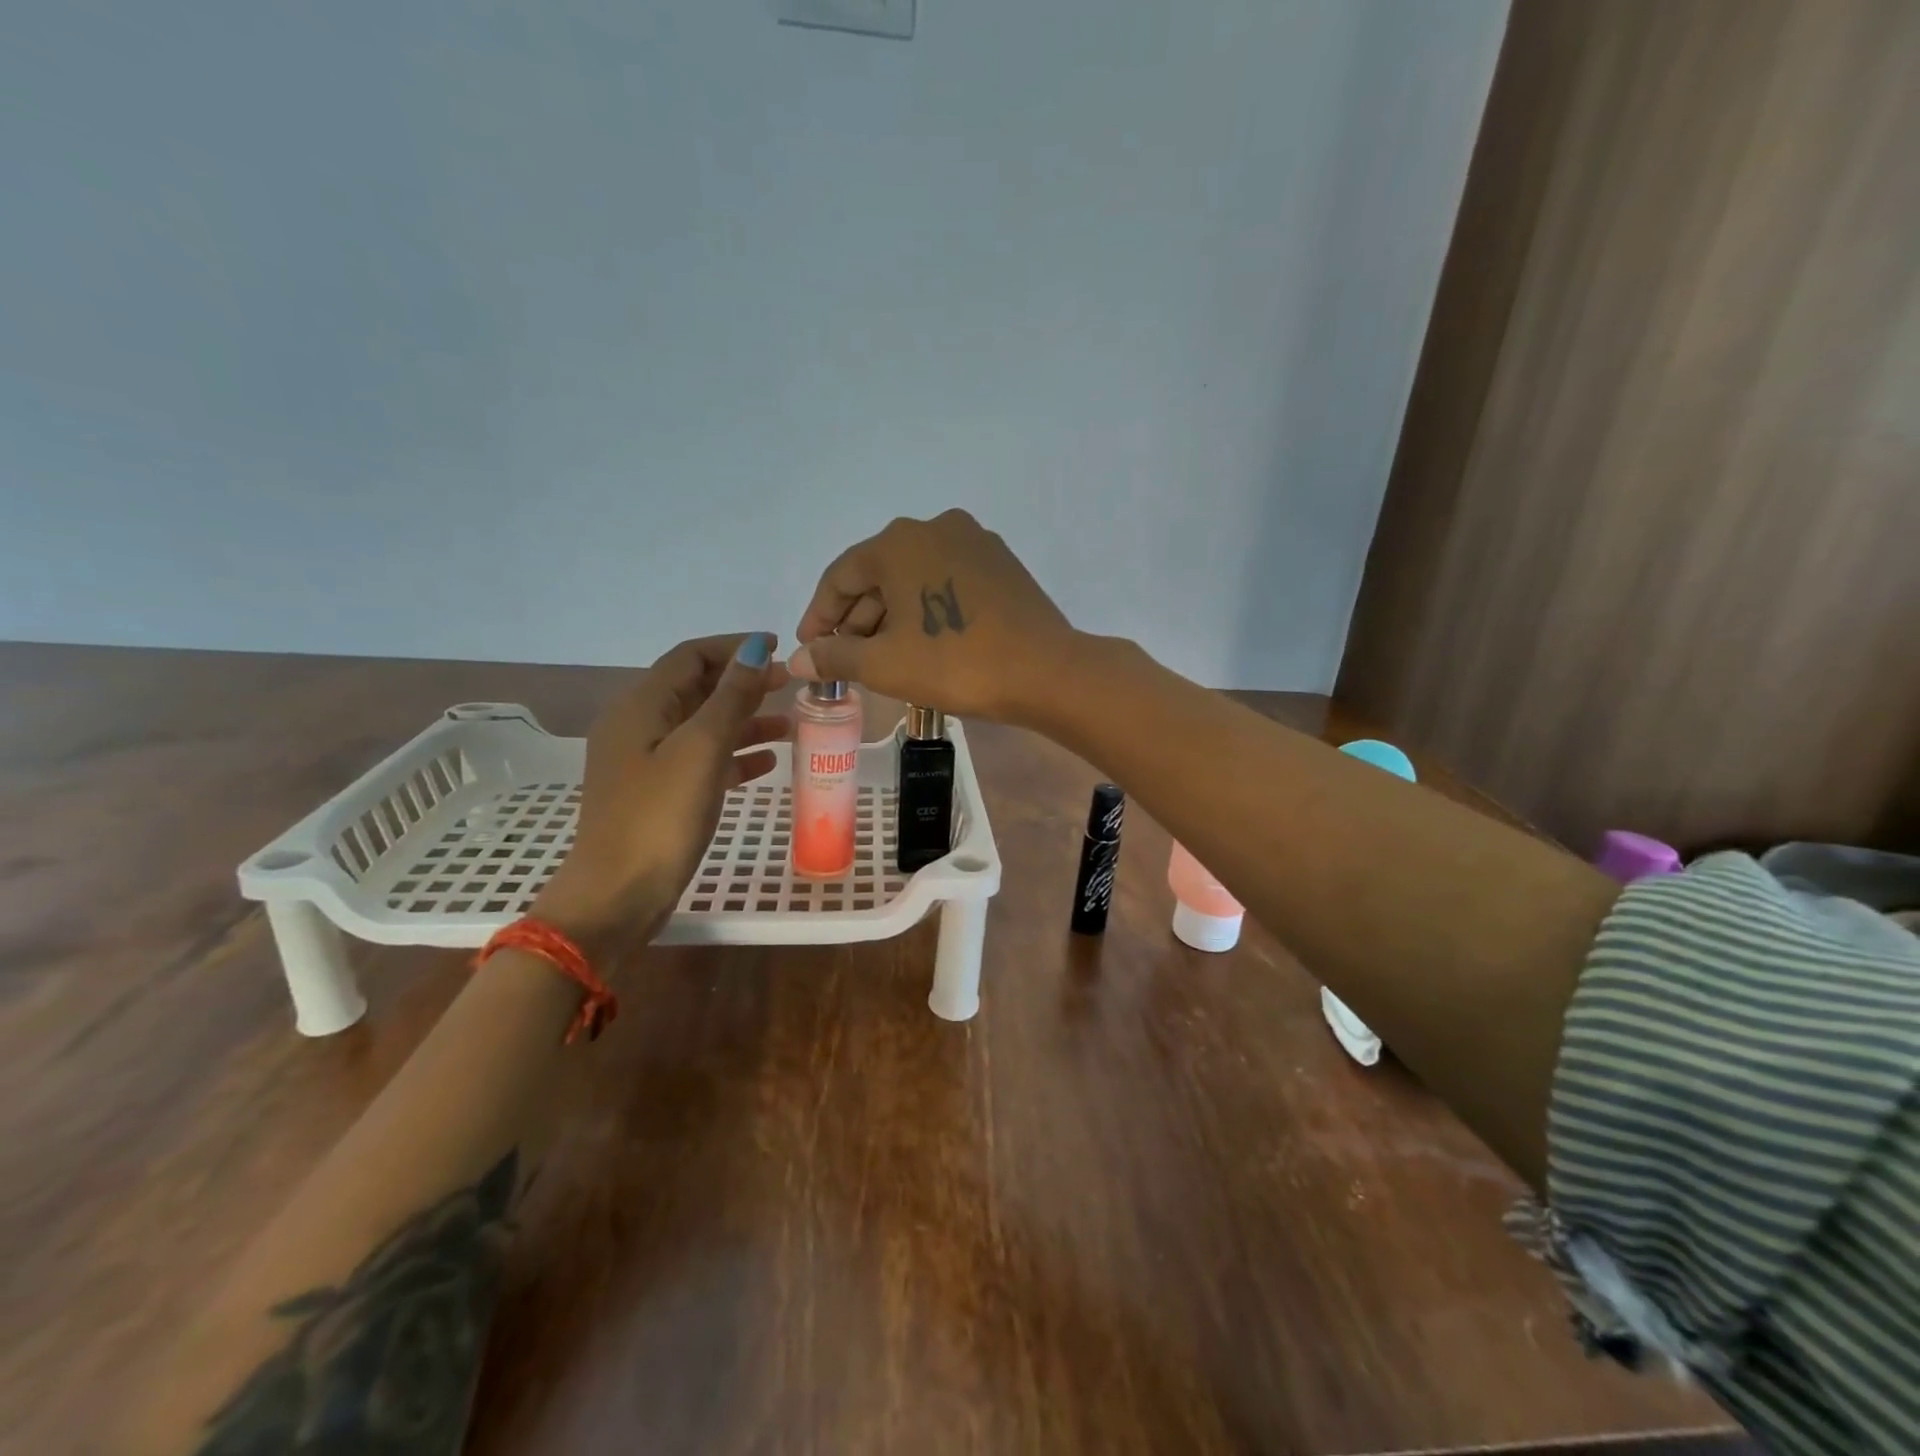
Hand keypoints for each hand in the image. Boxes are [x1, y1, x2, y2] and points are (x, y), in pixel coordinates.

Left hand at [532, 633, 787, 952]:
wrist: (616, 897)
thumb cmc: (658, 818)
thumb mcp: (700, 750)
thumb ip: (730, 697)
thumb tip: (756, 649)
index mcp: (640, 707)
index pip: (690, 657)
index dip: (735, 648)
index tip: (781, 649)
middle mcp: (639, 726)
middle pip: (697, 689)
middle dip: (744, 683)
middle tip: (791, 685)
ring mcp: (647, 763)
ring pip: (703, 726)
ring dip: (745, 721)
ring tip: (791, 726)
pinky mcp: (658, 795)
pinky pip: (702, 761)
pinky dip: (734, 755)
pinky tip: (767, 762)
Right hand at [789, 510, 1074, 722]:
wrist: (1045, 671)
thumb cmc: (955, 663)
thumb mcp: (885, 664)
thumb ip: (835, 657)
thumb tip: (798, 659)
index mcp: (898, 541)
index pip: (841, 576)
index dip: (819, 615)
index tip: (810, 648)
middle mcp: (934, 527)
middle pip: (879, 574)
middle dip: (856, 619)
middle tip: (845, 659)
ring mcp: (973, 542)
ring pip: (914, 578)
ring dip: (891, 616)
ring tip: (881, 657)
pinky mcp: (1000, 563)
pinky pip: (945, 581)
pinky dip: (925, 608)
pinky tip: (922, 641)